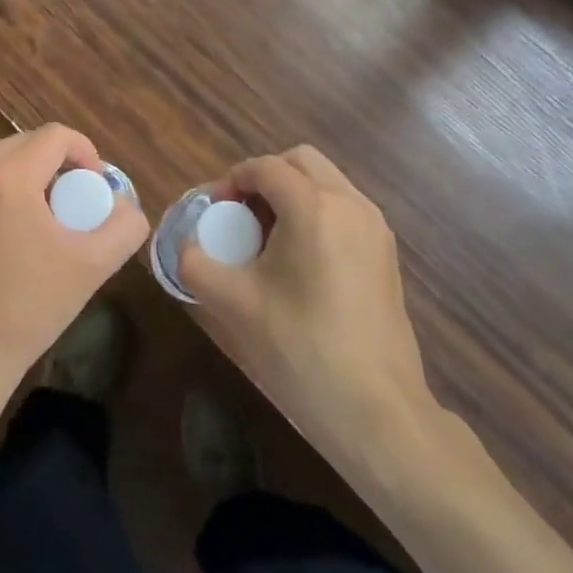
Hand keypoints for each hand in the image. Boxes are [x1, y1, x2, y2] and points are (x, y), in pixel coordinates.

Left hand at [0, 125, 149, 401]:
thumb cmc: (30, 309)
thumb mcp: (93, 267)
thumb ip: (124, 225)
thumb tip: (123, 205)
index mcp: (7, 179)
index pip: (55, 136)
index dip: (83, 152)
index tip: (90, 187)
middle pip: (20, 144)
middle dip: (49, 165)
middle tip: (62, 203)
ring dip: (14, 177)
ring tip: (27, 216)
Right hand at [180, 146, 437, 470]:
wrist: (377, 410)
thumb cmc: (301, 348)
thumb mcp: (234, 305)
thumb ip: (195, 265)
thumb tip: (185, 247)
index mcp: (313, 207)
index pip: (265, 168)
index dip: (232, 180)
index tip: (213, 212)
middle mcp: (351, 204)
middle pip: (301, 162)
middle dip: (265, 178)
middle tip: (240, 216)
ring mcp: (376, 228)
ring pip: (327, 183)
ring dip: (293, 194)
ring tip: (268, 240)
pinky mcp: (387, 254)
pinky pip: (345, 210)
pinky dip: (317, 214)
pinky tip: (300, 262)